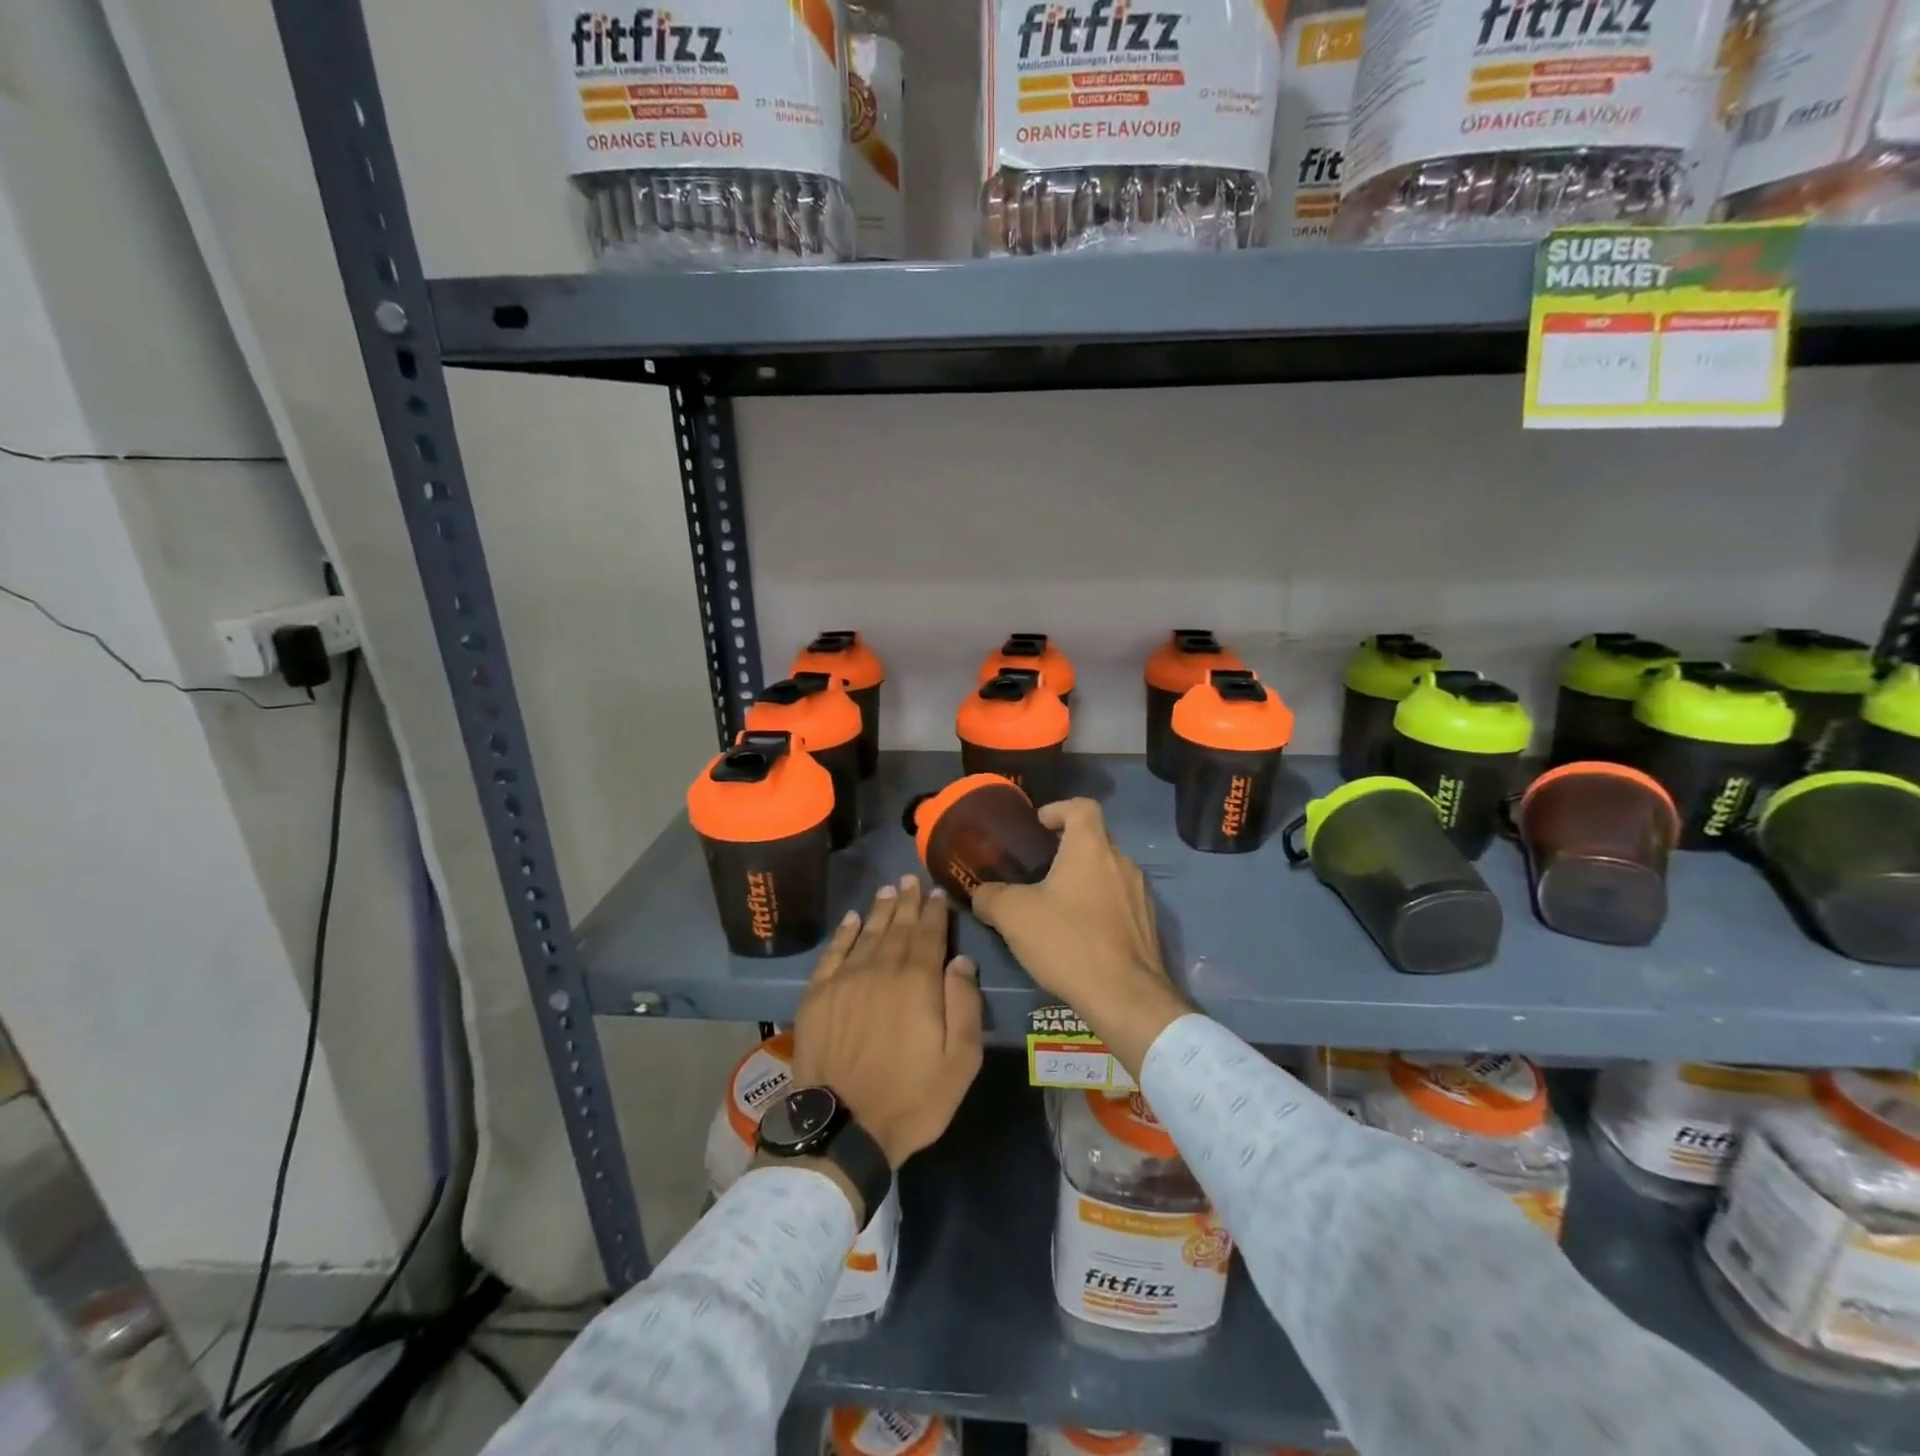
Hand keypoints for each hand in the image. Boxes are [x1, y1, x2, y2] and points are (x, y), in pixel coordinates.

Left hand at [790, 876, 983, 1168]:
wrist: (845, 1126)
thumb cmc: (912, 1098)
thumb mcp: (960, 1060)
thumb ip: (964, 1004)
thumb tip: (962, 959)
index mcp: (918, 982)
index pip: (929, 934)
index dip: (935, 911)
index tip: (937, 892)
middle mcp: (881, 969)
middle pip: (898, 927)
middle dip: (907, 902)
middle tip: (911, 879)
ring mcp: (846, 980)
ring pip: (867, 933)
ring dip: (880, 910)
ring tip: (888, 891)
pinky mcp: (818, 995)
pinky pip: (834, 953)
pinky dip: (844, 933)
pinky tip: (852, 919)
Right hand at [971, 799, 1188, 1075]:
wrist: (1126, 997)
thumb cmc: (1068, 942)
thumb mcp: (1013, 916)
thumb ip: (990, 896)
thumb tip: (980, 892)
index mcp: (1091, 848)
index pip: (1082, 806)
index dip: (1058, 809)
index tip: (1038, 826)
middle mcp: (1122, 862)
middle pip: (1094, 839)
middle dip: (1066, 848)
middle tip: (1037, 869)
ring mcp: (1140, 894)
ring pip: (1107, 872)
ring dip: (1083, 879)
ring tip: (1055, 904)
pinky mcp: (1148, 924)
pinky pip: (1119, 901)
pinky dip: (1098, 905)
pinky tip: (1078, 933)